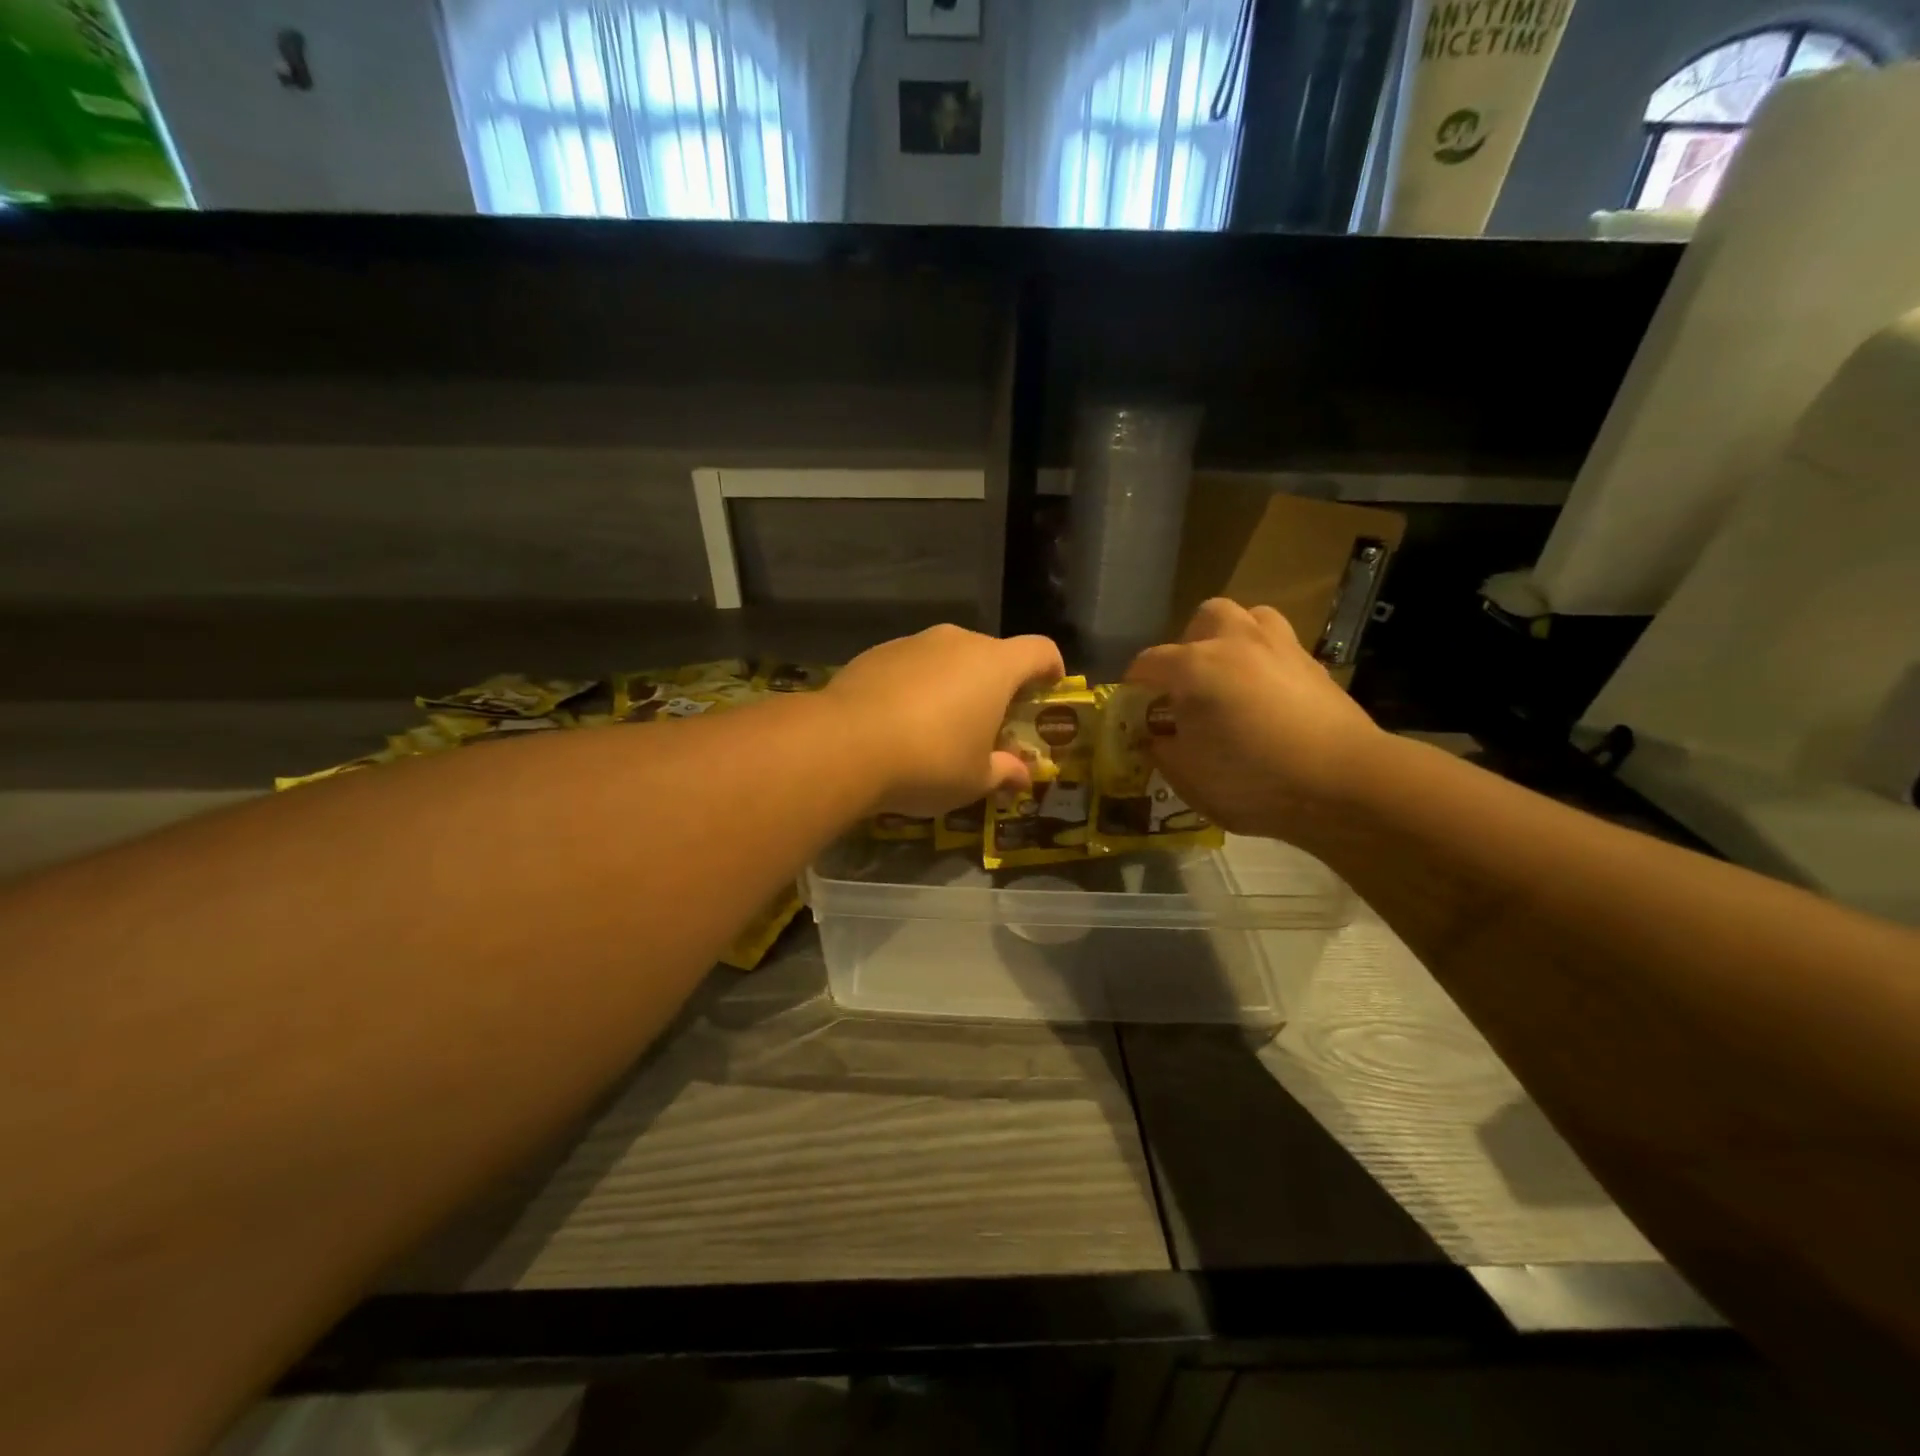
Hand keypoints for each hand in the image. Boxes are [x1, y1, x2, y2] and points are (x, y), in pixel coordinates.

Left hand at [825, 624, 1065, 816]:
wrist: (844, 744)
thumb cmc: (928, 761)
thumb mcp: (974, 780)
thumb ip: (1004, 772)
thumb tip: (1021, 776)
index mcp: (995, 666)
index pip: (1040, 650)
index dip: (1051, 669)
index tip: (1048, 690)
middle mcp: (957, 642)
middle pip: (992, 655)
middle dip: (997, 685)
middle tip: (989, 724)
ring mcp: (914, 643)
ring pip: (948, 659)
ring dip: (954, 685)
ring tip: (939, 727)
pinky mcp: (877, 652)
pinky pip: (912, 665)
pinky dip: (917, 686)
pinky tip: (899, 722)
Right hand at [1125, 599, 1384, 839]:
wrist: (1345, 782)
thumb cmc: (1253, 781)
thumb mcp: (1188, 777)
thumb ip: (1162, 749)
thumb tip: (1156, 735)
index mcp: (1194, 667)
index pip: (1148, 663)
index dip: (1134, 686)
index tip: (1135, 710)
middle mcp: (1235, 642)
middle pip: (1204, 618)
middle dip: (1189, 644)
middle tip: (1189, 683)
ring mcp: (1280, 647)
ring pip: (1250, 618)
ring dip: (1233, 639)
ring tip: (1231, 676)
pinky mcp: (1314, 664)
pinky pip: (1280, 646)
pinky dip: (1266, 661)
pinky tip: (1268, 697)